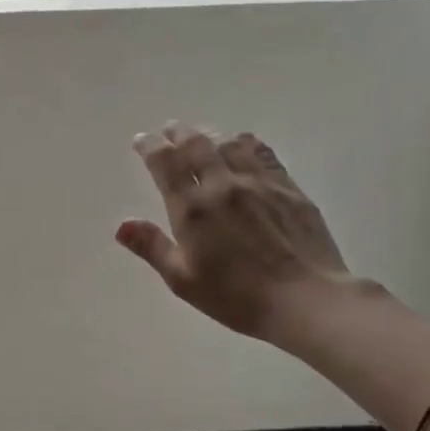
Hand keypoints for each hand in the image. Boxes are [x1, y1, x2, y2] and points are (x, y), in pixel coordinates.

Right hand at [117, 123, 351, 346]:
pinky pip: (263, 154)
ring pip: (229, 144)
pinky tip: (244, 144)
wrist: (307, 300)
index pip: (164, 163)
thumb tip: (122, 225)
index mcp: (192, 208)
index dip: (149, 147)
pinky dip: (247, 143)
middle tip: (170, 130)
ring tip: (203, 135)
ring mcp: (258, 183)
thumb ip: (153, 247)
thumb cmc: (237, 297)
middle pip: (196, 144)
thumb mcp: (183, 280)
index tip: (141, 140)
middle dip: (178, 134)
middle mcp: (222, 185)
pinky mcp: (288, 188)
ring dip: (210, 135)